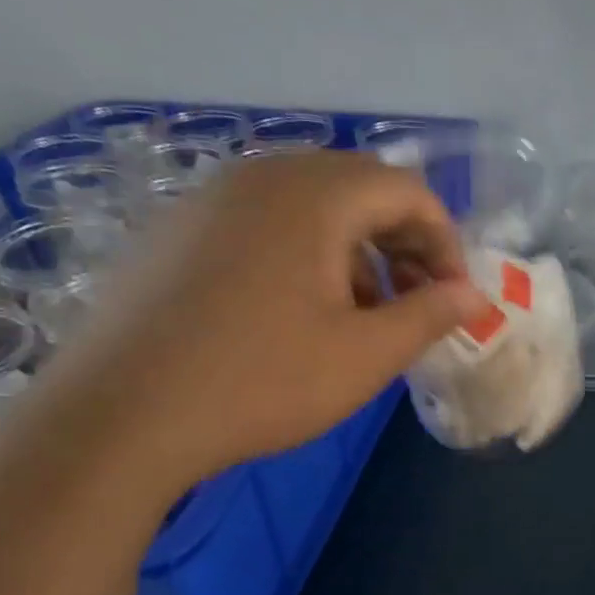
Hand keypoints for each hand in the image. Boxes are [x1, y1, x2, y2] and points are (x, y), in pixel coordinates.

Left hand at [34, 151, 487, 499]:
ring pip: (310, 206)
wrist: (120, 416)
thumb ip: (429, 316)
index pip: (406, 190)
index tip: (453, 298)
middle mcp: (260, 177)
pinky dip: (304, 255)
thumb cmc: (260, 382)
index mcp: (313, 195)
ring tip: (362, 315)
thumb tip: (474, 295)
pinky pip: (263, 223)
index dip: (444, 241)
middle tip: (416, 304)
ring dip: (355, 252)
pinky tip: (298, 314)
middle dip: (402, 244)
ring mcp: (210, 199)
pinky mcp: (177, 231)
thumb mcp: (364, 357)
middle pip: (358, 189)